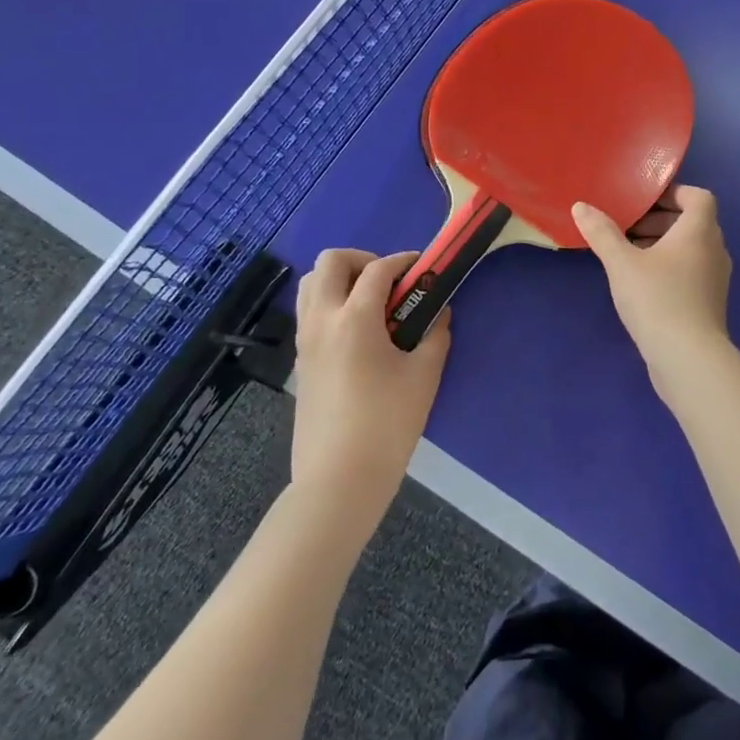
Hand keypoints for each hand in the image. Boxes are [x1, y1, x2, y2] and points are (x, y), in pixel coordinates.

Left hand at [290, 249, 449, 535]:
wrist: (339, 479)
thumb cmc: (387, 423)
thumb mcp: (424, 375)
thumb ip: (434, 335)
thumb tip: (439, 313)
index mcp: (354, 318)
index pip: (378, 270)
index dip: (403, 261)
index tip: (423, 268)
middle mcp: (322, 320)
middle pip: (330, 262)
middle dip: (363, 260)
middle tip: (389, 282)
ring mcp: (305, 341)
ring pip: (311, 284)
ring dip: (341, 279)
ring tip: (372, 303)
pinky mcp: (300, 361)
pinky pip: (309, 312)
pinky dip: (331, 304)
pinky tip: (359, 332)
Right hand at [572, 185, 733, 396]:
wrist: (688, 358)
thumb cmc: (657, 299)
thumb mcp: (622, 263)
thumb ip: (602, 233)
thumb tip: (581, 206)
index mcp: (699, 231)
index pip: (698, 197)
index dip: (673, 193)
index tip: (642, 201)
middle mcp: (714, 250)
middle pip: (692, 222)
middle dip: (659, 220)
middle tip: (627, 227)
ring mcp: (715, 279)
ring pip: (691, 249)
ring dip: (662, 245)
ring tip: (628, 254)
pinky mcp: (709, 303)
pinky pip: (690, 271)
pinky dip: (669, 267)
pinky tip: (640, 284)